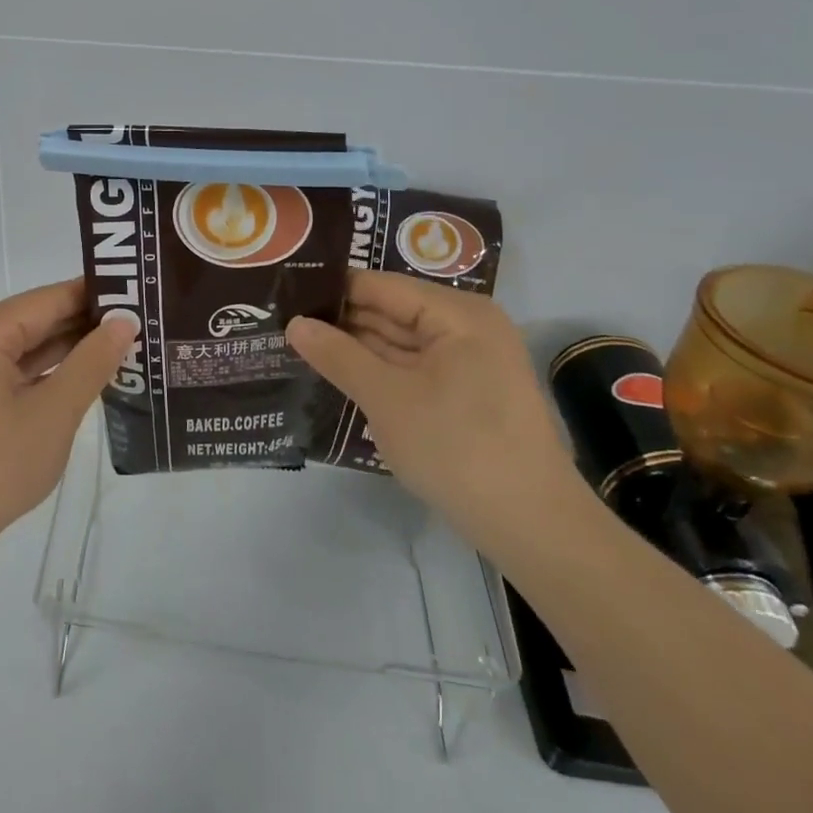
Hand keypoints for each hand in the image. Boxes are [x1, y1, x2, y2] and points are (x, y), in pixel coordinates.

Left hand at [0, 279, 138, 565]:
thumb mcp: (54, 412)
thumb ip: (92, 362)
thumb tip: (125, 322)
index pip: (50, 298)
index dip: (97, 295)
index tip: (142, 293)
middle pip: (38, 319)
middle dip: (88, 322)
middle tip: (144, 320)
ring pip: (30, 345)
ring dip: (73, 347)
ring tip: (128, 342)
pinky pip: (18, 369)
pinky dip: (51, 371)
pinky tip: (90, 373)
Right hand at [286, 272, 585, 556]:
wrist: (530, 526)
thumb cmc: (457, 447)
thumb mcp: (387, 398)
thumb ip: (338, 355)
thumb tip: (294, 323)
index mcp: (457, 314)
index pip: (380, 286)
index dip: (332, 289)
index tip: (284, 294)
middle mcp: (466, 327)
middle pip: (391, 311)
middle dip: (340, 320)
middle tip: (282, 321)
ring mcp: (468, 363)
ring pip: (399, 343)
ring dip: (355, 348)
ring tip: (296, 343)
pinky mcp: (465, 395)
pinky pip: (411, 369)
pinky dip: (377, 372)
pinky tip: (336, 374)